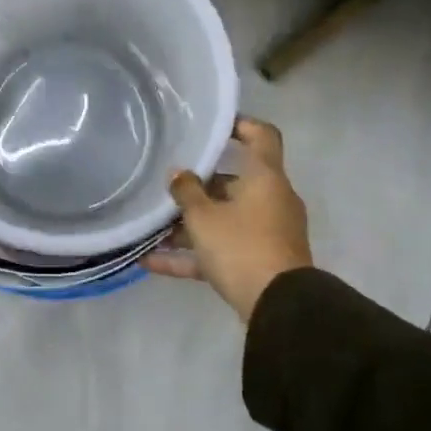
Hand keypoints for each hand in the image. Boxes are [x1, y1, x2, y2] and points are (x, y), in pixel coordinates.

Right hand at [145, 117, 312, 323]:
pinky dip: (191, 255)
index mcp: (265, 178)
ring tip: (151, 227)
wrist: (279, 306)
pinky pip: (221, 250)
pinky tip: (150, 262)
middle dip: (198, 186)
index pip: (261, 136)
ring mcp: (266, 232)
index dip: (239, 124)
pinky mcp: (259, 262)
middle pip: (233, 182)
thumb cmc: (242, 246)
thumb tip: (178, 174)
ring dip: (190, 224)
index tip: (211, 125)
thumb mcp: (204, 217)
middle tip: (166, 185)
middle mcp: (270, 200)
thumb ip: (186, 191)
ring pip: (224, 219)